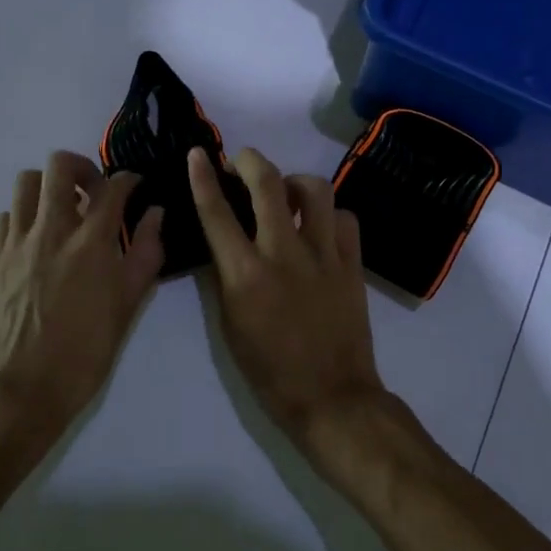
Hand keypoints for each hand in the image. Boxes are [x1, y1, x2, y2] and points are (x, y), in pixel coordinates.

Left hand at [0, 152, 163, 445]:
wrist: (24, 389)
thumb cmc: (86, 352)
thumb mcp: (128, 306)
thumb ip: (146, 254)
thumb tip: (154, 215)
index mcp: (91, 243)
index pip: (112, 188)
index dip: (128, 179)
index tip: (134, 186)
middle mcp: (52, 230)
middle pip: (59, 166)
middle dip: (82, 167)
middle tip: (94, 190)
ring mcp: (18, 242)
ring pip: (26, 182)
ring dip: (49, 186)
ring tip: (63, 209)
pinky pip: (7, 216)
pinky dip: (25, 215)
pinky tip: (38, 238)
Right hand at [188, 146, 385, 454]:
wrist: (332, 397)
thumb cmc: (270, 371)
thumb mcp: (230, 326)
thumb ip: (225, 278)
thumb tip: (225, 243)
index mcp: (245, 274)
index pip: (217, 212)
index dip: (203, 177)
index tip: (198, 154)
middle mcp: (284, 253)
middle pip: (268, 183)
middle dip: (250, 160)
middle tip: (241, 162)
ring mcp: (324, 255)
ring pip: (314, 189)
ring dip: (293, 181)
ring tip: (285, 192)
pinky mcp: (352, 263)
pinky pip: (344, 218)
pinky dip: (329, 214)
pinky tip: (319, 226)